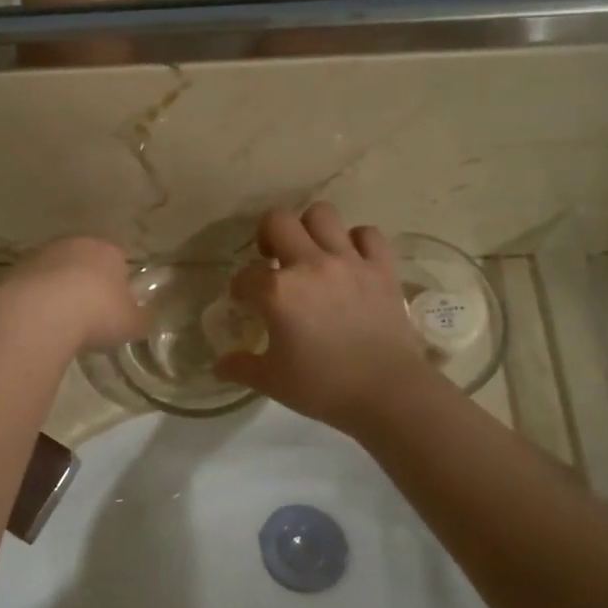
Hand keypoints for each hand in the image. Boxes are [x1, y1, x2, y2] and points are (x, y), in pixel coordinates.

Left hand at [0, 236, 147, 353]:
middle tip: (88, 315)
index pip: (118, 261)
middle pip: (84, 262)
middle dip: (86, 284)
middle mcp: (74, 244)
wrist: (40, 313)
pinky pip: (33, 285)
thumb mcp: (132, 324)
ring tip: (60, 322)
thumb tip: (142, 318)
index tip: (114, 309)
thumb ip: (140, 318)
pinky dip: (36, 300)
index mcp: (107, 250)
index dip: (118, 285)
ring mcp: (42, 254)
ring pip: (56, 272)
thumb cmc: (97, 313)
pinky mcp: (15, 270)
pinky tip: (38, 322)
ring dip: (58, 291)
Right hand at [213, 204, 451, 435]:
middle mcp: (310, 265)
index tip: (245, 302)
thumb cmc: (323, 387)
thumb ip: (241, 367)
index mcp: (277, 291)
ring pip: (322, 214)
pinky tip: (351, 261)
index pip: (245, 276)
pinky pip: (367, 234)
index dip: (240, 288)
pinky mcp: (382, 268)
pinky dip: (356, 242)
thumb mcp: (271, 381)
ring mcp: (349, 261)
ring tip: (311, 253)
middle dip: (267, 236)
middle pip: (278, 220)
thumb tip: (219, 365)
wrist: (387, 393)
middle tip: (272, 261)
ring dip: (310, 229)